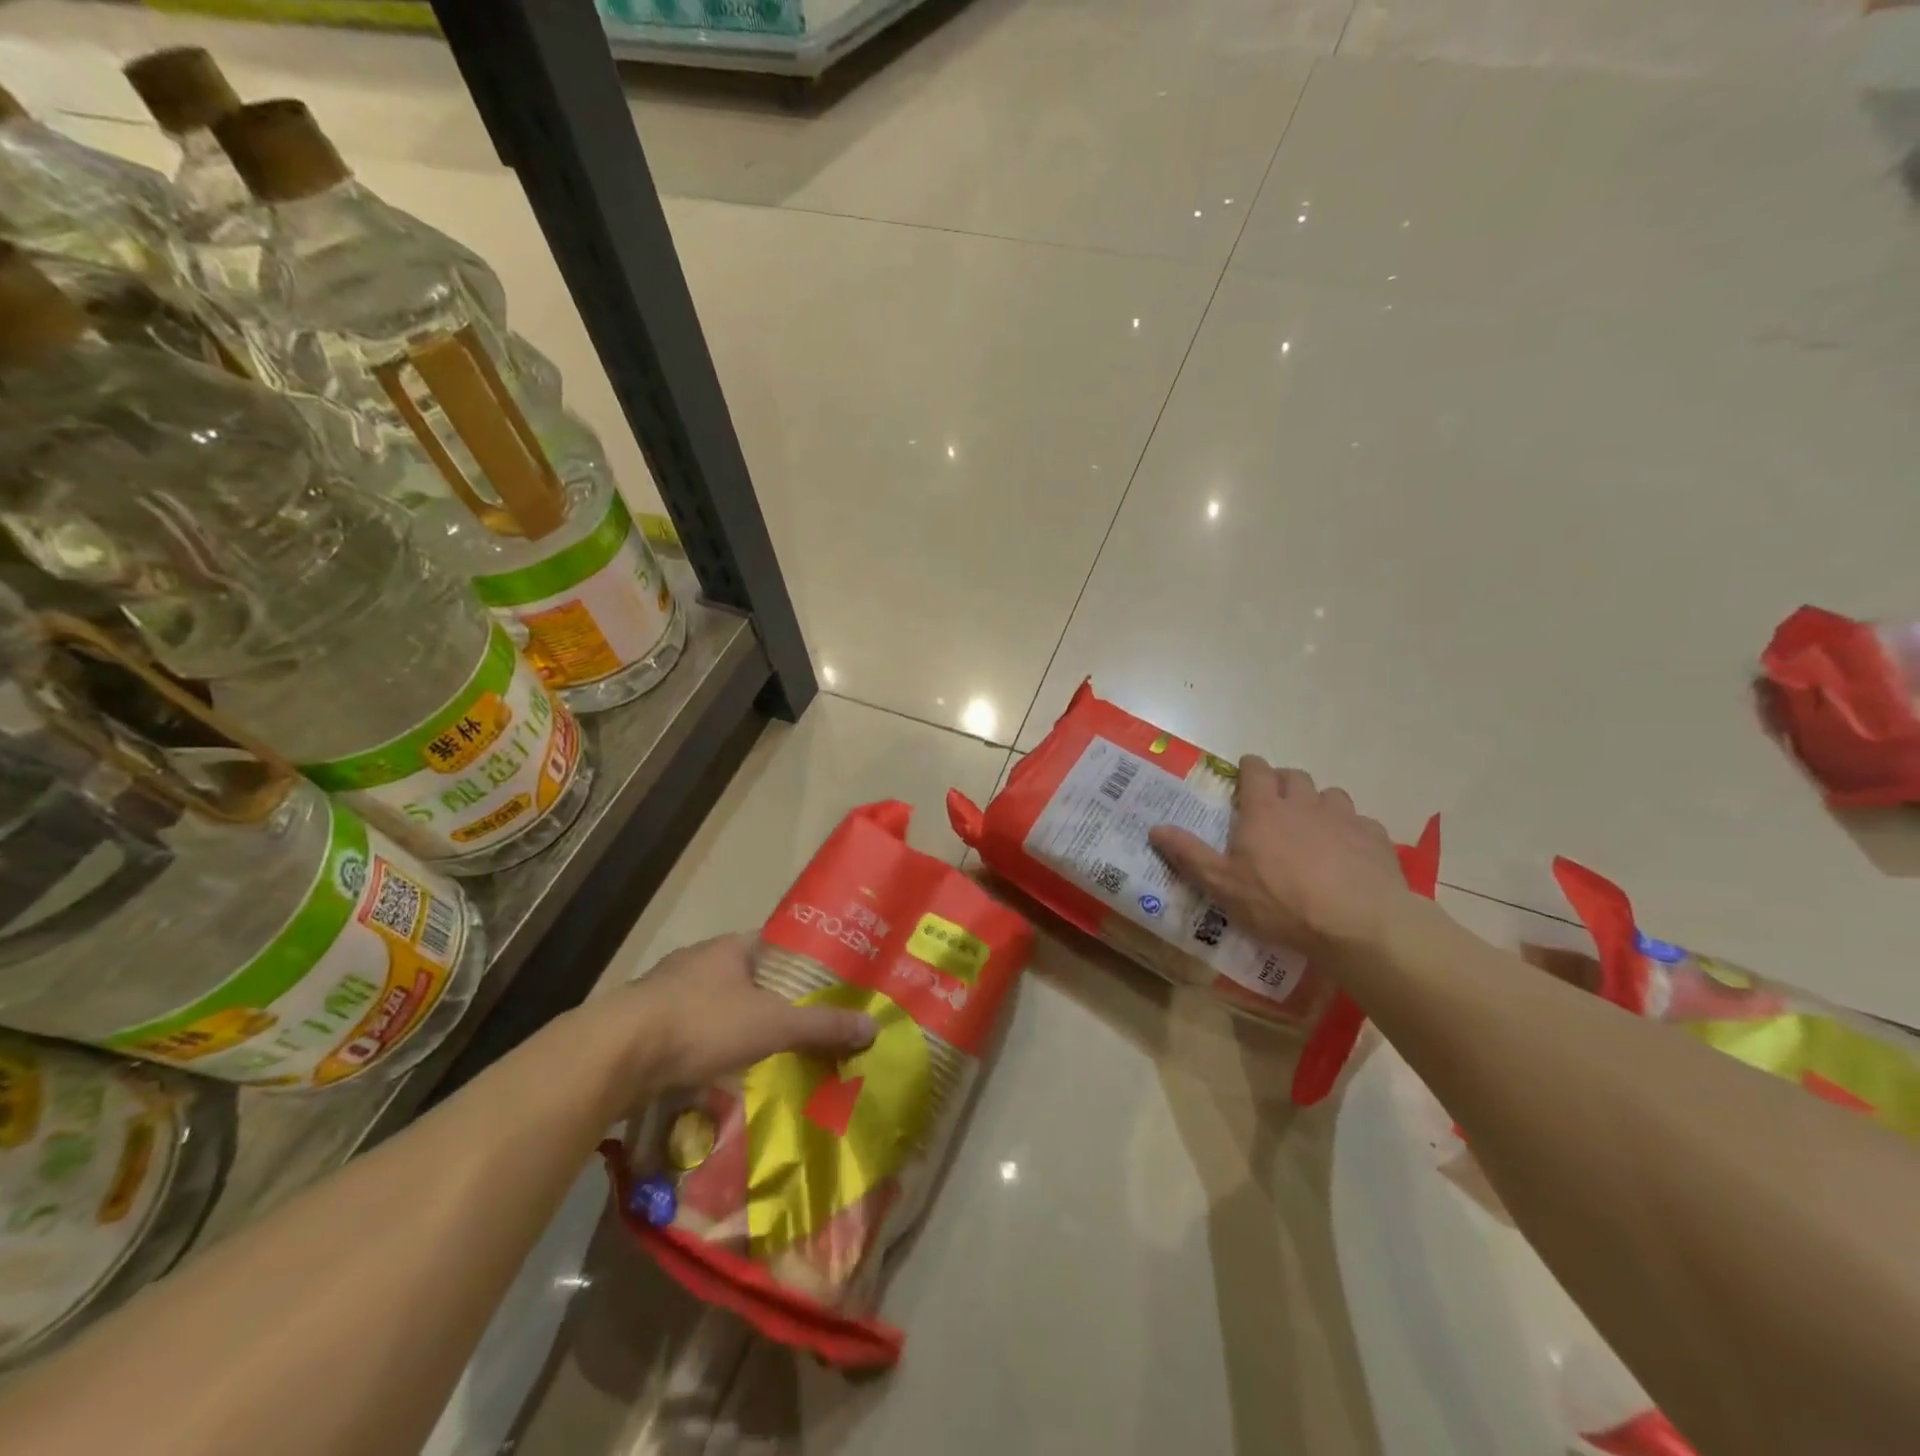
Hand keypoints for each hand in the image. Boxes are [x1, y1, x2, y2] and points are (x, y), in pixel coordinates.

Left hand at [608, 934, 877, 1096]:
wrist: (614, 1055)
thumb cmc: (702, 1023)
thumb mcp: (772, 1024)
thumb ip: (822, 1025)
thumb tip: (874, 1027)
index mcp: (731, 947)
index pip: (777, 944)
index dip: (803, 962)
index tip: (827, 986)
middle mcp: (698, 960)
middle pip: (747, 975)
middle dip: (772, 999)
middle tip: (802, 1026)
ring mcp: (666, 991)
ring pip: (716, 1004)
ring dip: (737, 1025)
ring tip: (767, 1054)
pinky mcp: (644, 1025)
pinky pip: (689, 1031)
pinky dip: (707, 1048)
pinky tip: (719, 1073)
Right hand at [1148, 757, 1410, 953]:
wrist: (1359, 924)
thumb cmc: (1281, 903)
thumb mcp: (1223, 885)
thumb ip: (1189, 854)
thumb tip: (1155, 828)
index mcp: (1264, 810)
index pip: (1256, 770)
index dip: (1249, 768)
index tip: (1244, 773)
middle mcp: (1304, 804)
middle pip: (1294, 776)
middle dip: (1282, 782)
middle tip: (1274, 803)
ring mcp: (1344, 819)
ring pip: (1330, 795)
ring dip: (1318, 804)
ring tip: (1313, 828)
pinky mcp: (1375, 839)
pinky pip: (1360, 823)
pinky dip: (1350, 831)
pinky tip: (1348, 854)